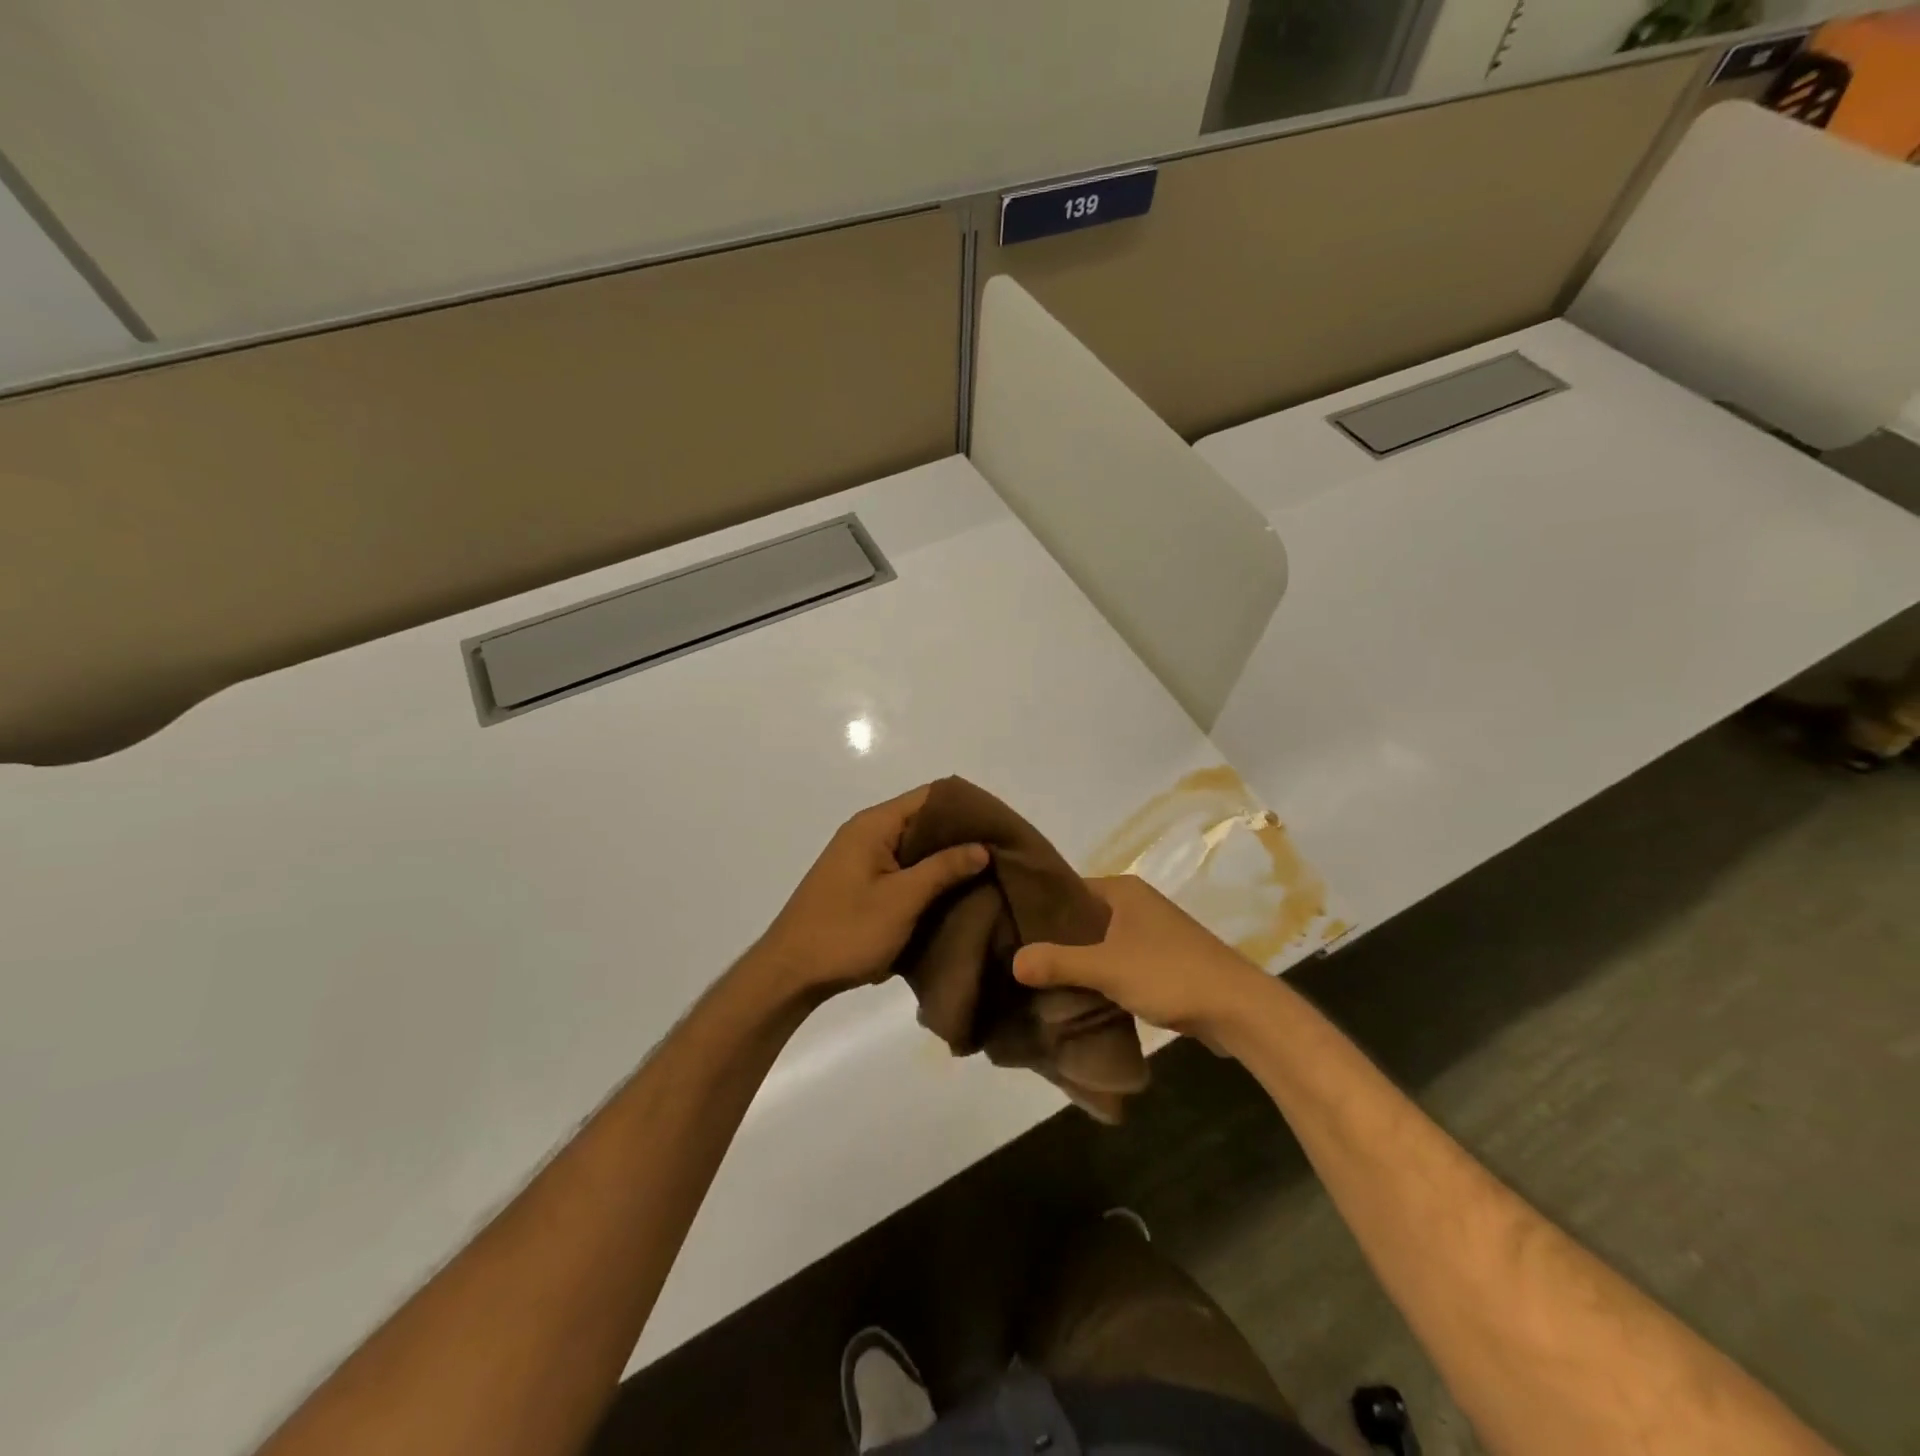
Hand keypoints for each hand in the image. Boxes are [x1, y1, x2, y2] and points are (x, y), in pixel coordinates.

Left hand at [748, 785, 987, 1003]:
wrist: (790, 974)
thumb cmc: (846, 931)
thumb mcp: (902, 899)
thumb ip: (943, 869)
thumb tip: (982, 846)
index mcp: (875, 825)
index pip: (931, 797)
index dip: (968, 807)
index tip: (1001, 825)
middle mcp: (868, 833)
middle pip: (925, 821)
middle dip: (962, 835)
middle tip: (1002, 853)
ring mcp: (863, 860)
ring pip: (916, 849)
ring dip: (947, 860)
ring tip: (988, 874)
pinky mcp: (862, 884)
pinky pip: (904, 870)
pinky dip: (928, 878)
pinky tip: (955, 895)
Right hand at [1012, 875, 1266, 1039]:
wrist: (1238, 1009)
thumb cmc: (1170, 974)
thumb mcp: (1107, 967)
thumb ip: (1058, 963)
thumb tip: (1013, 960)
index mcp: (1122, 890)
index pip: (1066, 889)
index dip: (1037, 906)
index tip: (1007, 926)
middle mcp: (1135, 903)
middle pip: (1081, 916)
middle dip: (1053, 938)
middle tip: (1015, 956)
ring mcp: (1150, 933)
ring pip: (1099, 942)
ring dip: (1076, 960)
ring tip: (1037, 978)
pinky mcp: (1160, 961)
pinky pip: (1116, 961)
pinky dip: (1097, 974)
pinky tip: (1075, 994)